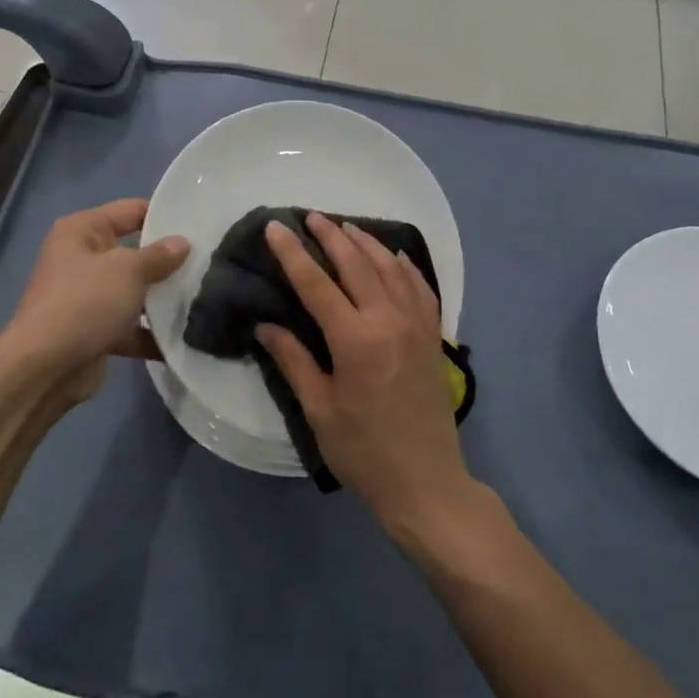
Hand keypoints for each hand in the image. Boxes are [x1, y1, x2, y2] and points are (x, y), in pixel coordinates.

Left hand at [3, 199, 188, 403]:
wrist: (46, 368)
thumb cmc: (85, 303)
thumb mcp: (128, 271)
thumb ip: (159, 256)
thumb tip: (182, 243)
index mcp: (81, 231)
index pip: (129, 210)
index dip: (163, 214)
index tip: (199, 222)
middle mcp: (81, 259)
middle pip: (133, 252)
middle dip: (167, 260)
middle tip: (208, 261)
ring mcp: (86, 297)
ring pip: (133, 291)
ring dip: (161, 299)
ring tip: (204, 298)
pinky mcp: (94, 331)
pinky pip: (129, 326)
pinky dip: (151, 333)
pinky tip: (185, 338)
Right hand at [256, 212, 474, 532]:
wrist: (426, 481)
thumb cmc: (364, 451)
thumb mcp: (319, 409)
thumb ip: (293, 360)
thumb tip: (266, 325)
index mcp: (355, 340)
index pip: (316, 283)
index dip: (293, 253)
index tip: (277, 227)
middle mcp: (389, 320)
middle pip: (357, 263)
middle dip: (331, 236)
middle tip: (311, 216)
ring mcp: (417, 325)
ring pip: (391, 267)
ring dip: (366, 242)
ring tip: (345, 227)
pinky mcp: (433, 336)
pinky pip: (421, 287)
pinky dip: (405, 265)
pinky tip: (394, 255)